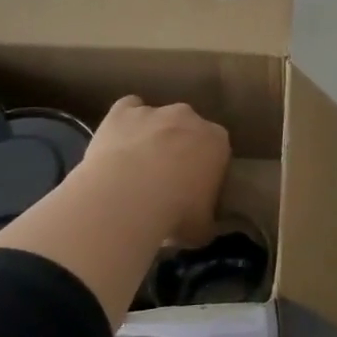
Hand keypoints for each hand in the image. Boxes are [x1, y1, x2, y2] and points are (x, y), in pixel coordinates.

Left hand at [79, 96, 231, 245]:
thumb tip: (206, 225)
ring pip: (158, 118)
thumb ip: (208, 220)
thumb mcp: (202, 228)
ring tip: (137, 166)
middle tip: (166, 179)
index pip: (218, 148)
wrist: (127, 198)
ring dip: (152, 135)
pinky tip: (118, 142)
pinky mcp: (122, 112)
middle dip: (181, 147)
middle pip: (189, 128)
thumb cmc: (175, 213)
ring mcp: (155, 111)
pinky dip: (125, 122)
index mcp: (217, 141)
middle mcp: (190, 118)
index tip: (195, 187)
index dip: (206, 167)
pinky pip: (127, 109)